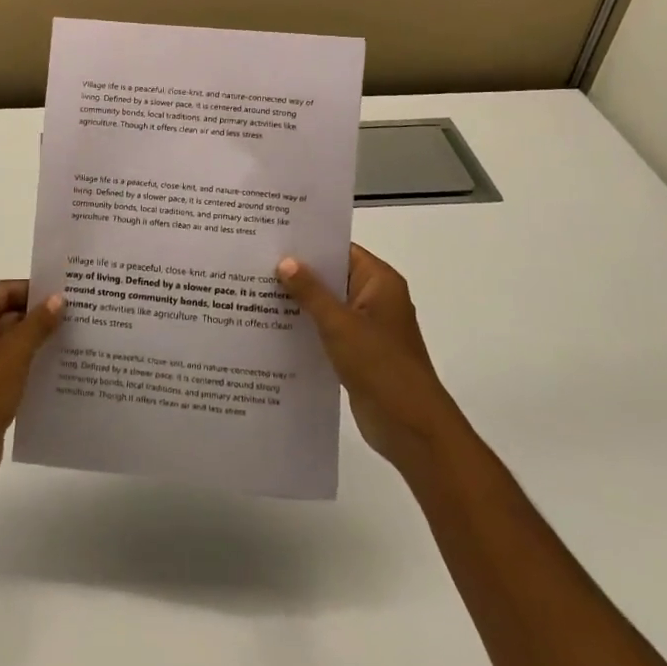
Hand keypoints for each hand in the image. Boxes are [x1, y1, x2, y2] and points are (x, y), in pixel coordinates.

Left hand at [0, 280, 63, 505]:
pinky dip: (29, 362)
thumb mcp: (14, 353)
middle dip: (38, 316)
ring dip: (36, 340)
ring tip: (74, 337)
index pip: (4, 290)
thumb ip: (38, 322)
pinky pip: (8, 363)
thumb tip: (58, 298)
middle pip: (6, 313)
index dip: (35, 290)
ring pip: (9, 340)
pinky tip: (58, 365)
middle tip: (77, 314)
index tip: (68, 292)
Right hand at [277, 244, 445, 465]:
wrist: (410, 427)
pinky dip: (307, 326)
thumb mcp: (339, 324)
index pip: (340, 250)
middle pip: (332, 276)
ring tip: (256, 291)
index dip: (309, 244)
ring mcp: (367, 327)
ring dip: (300, 301)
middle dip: (298, 272)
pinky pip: (328, 329)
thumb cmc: (379, 364)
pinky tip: (274, 325)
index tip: (274, 238)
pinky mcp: (358, 352)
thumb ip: (310, 291)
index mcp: (380, 281)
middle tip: (256, 262)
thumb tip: (285, 261)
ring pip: (328, 304)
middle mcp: (375, 298)